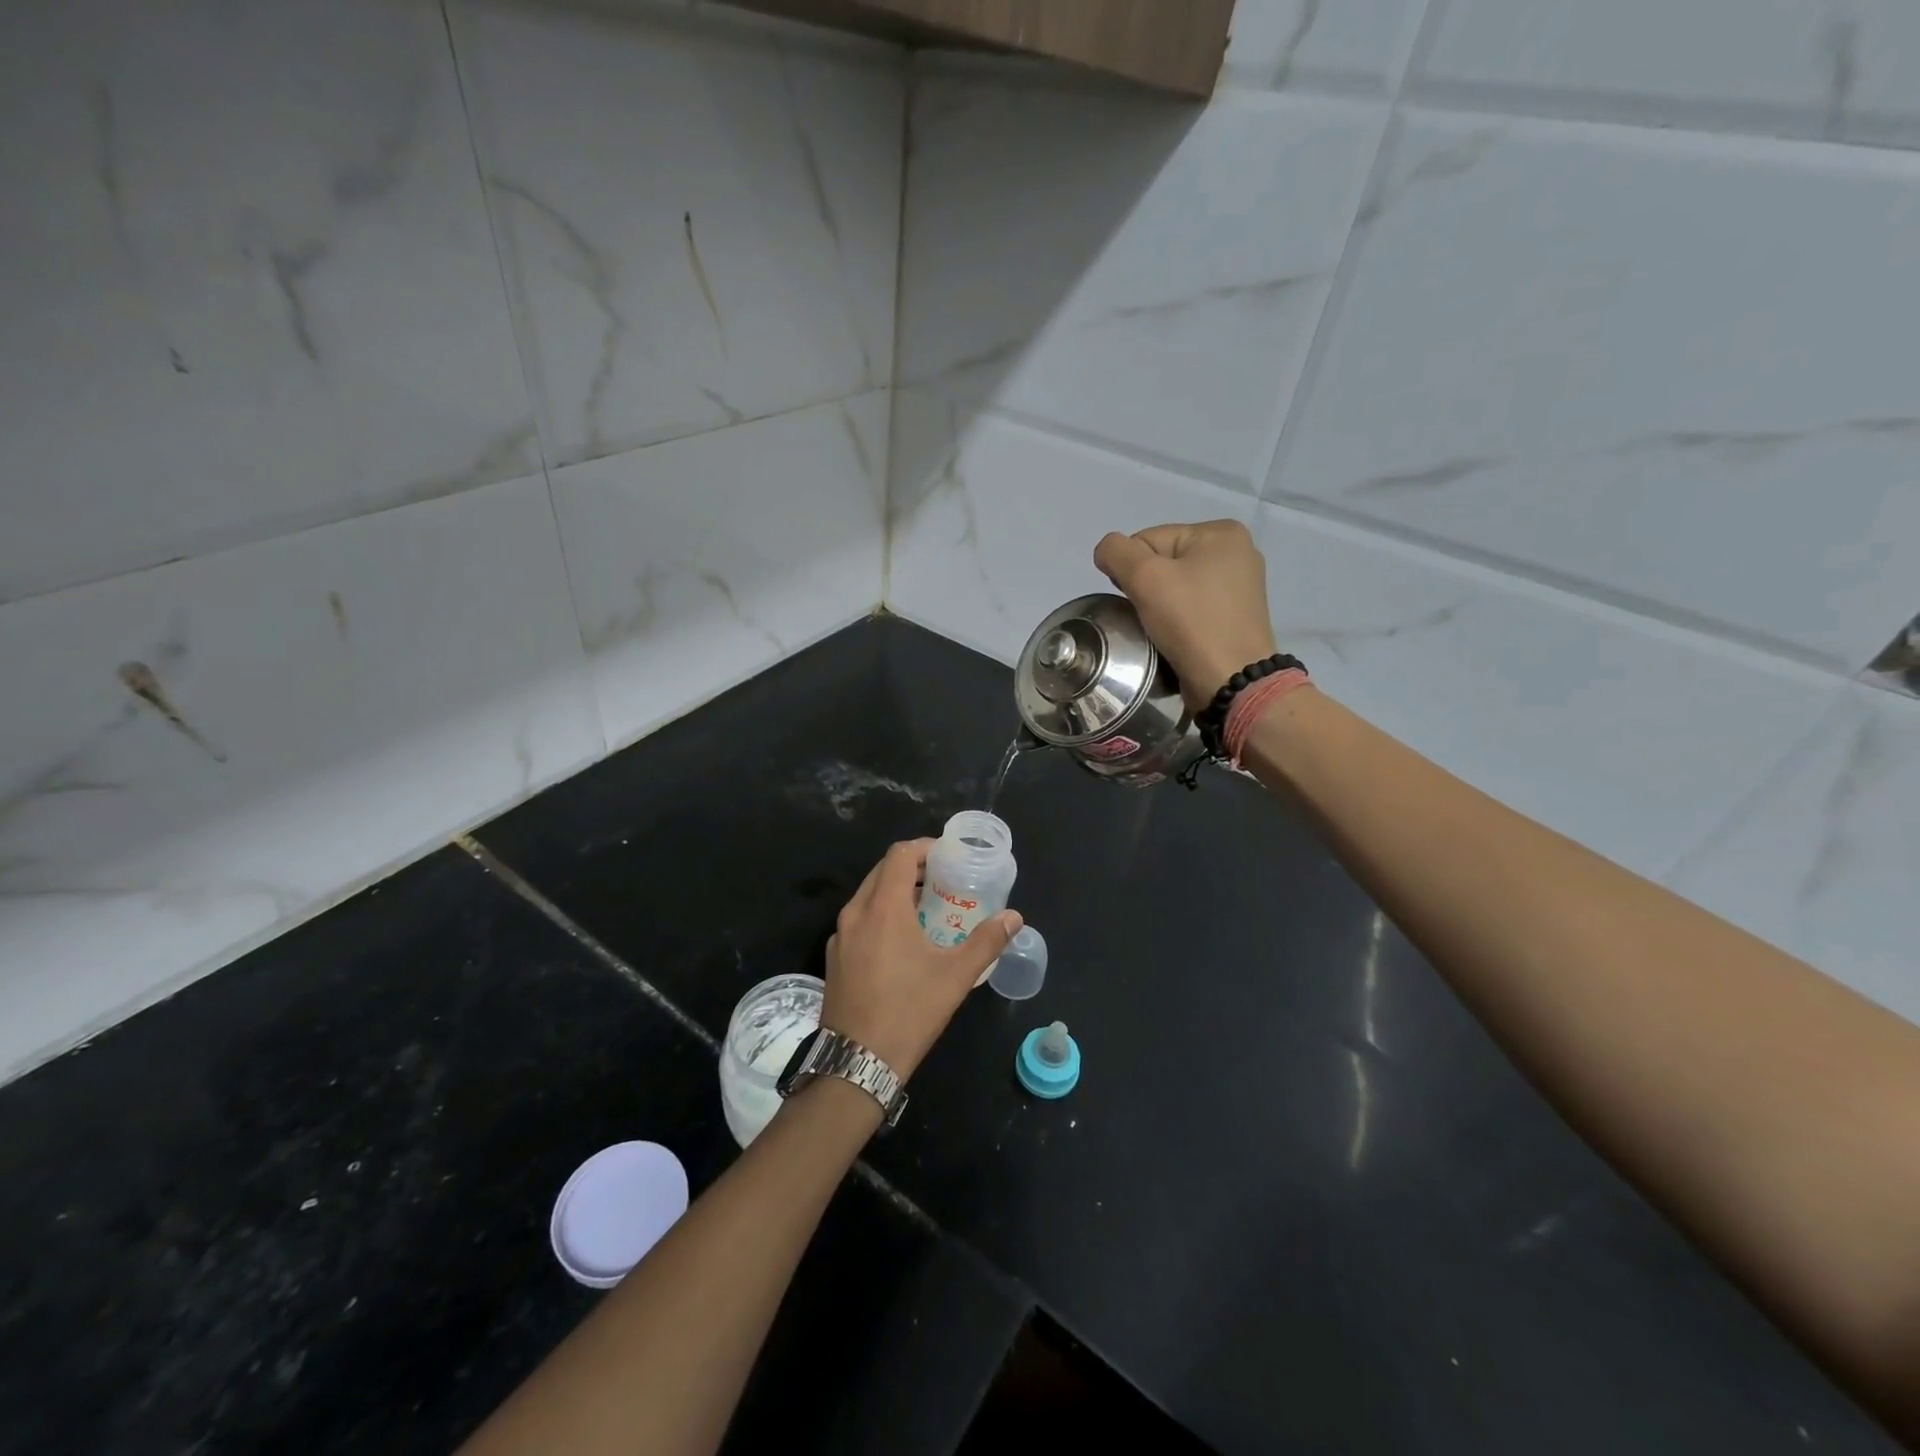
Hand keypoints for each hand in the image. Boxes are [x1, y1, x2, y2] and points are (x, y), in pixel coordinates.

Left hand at [823, 839, 1021, 1080]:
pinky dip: (881, 914)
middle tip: (944, 880)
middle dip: (913, 868)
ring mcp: (840, 936)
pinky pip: (859, 920)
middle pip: (883, 871)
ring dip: (897, 892)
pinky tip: (902, 941)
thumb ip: (986, 941)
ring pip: (869, 896)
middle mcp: (855, 913)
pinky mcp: (834, 957)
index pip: (900, 854)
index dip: (925, 847)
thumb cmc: (909, 1012)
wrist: (856, 1062)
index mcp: (883, 908)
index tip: (948, 856)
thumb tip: (1014, 917)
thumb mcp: (955, 976)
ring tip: (928, 908)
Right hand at [1093, 520, 1278, 711]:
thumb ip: (1116, 552)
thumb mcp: (1144, 577)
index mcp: (1222, 532)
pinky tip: (1177, 635)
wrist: (1230, 680)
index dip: (1132, 570)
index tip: (1139, 599)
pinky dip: (1178, 619)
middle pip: (1164, 561)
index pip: (1150, 539)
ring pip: (1176, 586)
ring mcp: (1240, 586)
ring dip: (1160, 605)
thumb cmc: (1191, 622)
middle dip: (1148, 587)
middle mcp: (1237, 552)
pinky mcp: (1236, 616)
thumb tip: (1106, 551)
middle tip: (1149, 616)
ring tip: (1162, 628)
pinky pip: (1192, 607)